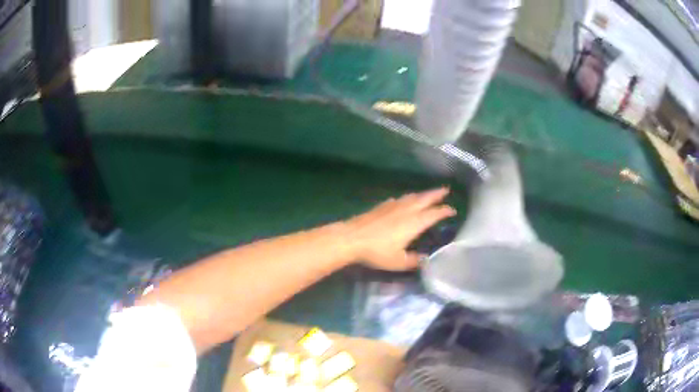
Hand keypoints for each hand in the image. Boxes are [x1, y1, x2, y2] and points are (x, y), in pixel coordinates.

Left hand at [345, 188, 455, 270]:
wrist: (351, 238)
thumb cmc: (377, 252)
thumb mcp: (399, 262)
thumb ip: (414, 261)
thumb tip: (426, 260)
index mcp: (415, 223)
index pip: (434, 214)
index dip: (445, 211)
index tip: (452, 210)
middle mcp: (406, 210)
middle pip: (425, 199)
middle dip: (436, 194)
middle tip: (445, 190)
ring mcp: (393, 206)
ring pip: (411, 197)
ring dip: (422, 194)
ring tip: (427, 194)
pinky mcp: (381, 206)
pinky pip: (398, 199)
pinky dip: (405, 199)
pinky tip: (402, 201)